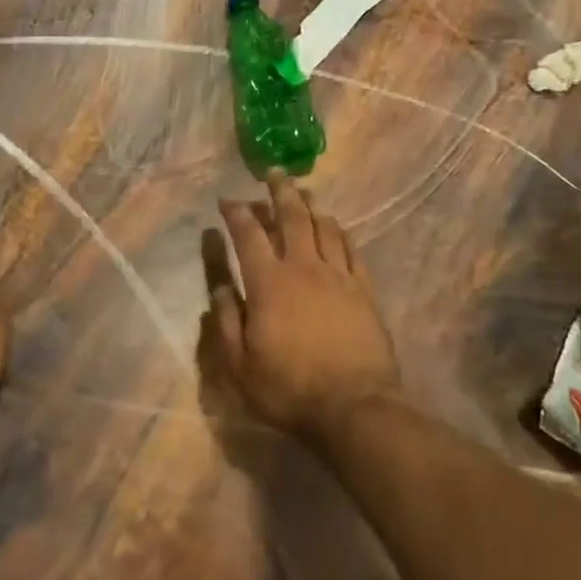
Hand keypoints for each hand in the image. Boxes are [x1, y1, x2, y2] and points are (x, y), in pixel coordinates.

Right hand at [208, 172, 399, 441]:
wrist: (355, 407)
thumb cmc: (289, 389)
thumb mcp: (240, 365)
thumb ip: (225, 322)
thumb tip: (216, 287)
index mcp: (268, 283)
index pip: (248, 235)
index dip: (236, 213)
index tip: (227, 200)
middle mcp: (303, 267)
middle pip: (292, 217)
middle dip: (279, 191)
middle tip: (273, 172)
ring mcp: (338, 276)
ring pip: (324, 227)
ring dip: (311, 205)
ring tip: (303, 191)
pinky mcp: (364, 289)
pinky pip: (351, 248)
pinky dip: (340, 231)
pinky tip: (336, 226)